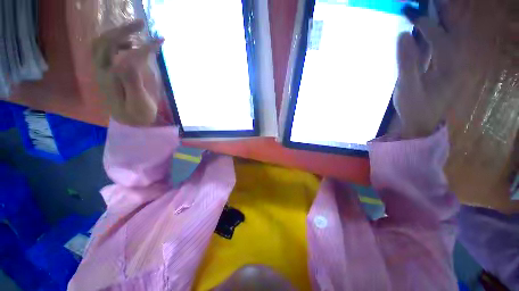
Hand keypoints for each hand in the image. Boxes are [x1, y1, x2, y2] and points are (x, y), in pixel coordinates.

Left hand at [92, 19, 163, 126]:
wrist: (130, 122)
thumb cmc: (138, 115)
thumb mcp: (139, 103)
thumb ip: (134, 81)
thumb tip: (133, 58)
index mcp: (111, 80)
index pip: (127, 56)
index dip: (144, 47)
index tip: (161, 41)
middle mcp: (101, 71)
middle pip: (105, 42)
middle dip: (123, 30)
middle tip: (142, 24)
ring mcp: (101, 70)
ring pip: (101, 43)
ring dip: (117, 33)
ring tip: (136, 33)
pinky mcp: (105, 71)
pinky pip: (104, 50)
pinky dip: (116, 42)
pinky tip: (130, 45)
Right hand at [394, 14, 457, 138]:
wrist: (420, 125)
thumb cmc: (414, 108)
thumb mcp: (408, 87)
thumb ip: (407, 61)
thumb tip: (403, 35)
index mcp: (449, 67)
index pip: (440, 37)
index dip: (426, 24)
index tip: (411, 14)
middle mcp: (455, 63)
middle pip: (450, 34)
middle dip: (439, 18)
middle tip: (425, 6)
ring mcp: (451, 67)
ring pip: (447, 40)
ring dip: (437, 26)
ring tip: (424, 16)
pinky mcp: (444, 72)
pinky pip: (441, 50)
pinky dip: (434, 39)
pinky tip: (424, 36)